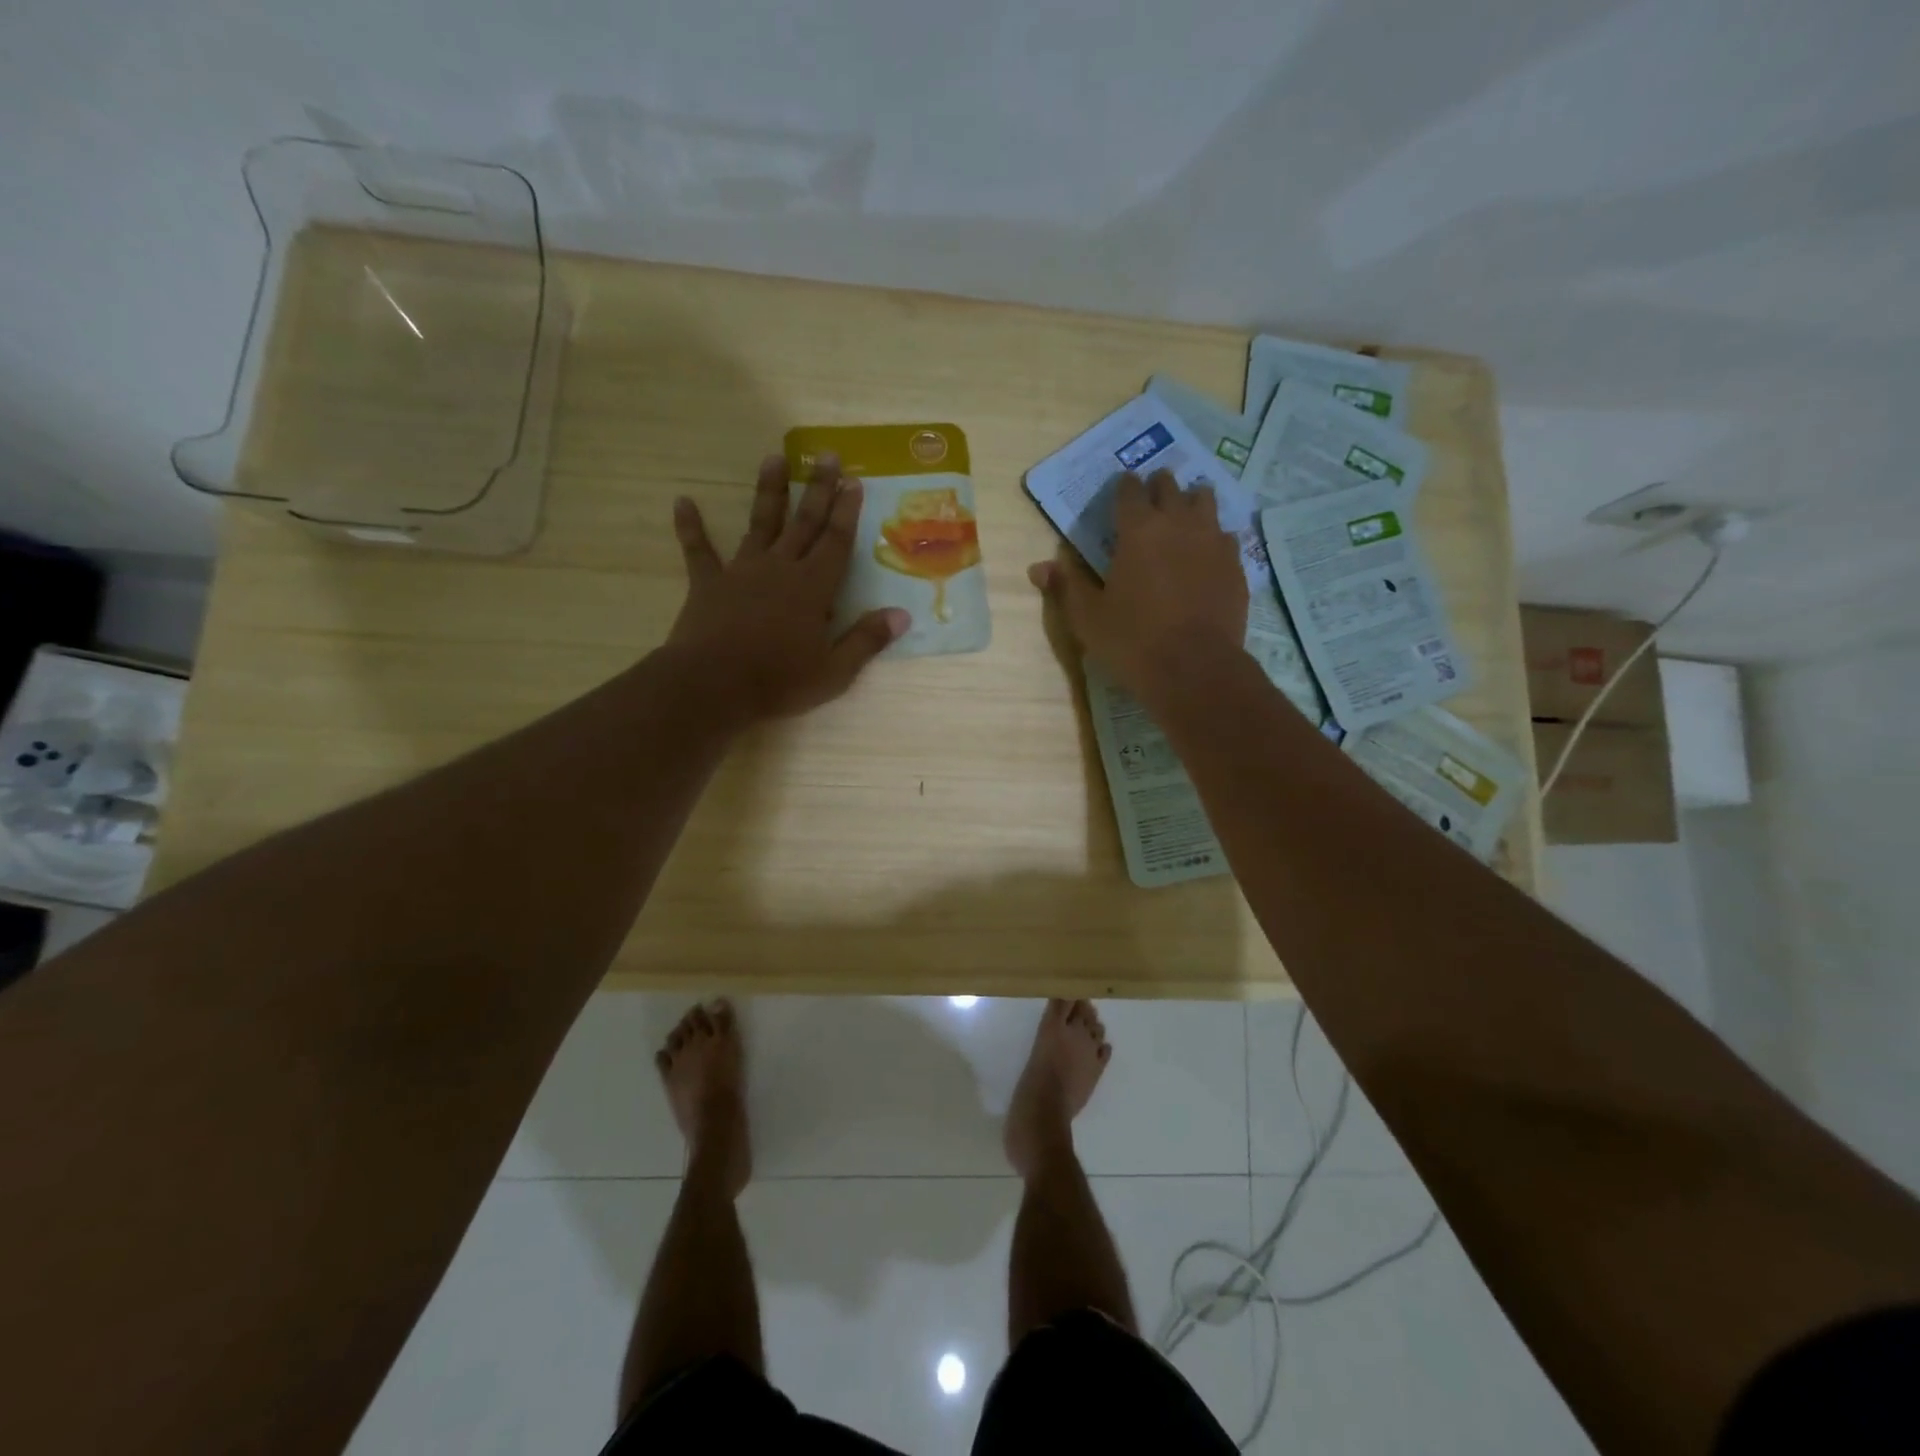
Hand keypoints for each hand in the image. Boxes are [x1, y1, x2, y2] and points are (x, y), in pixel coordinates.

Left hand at [667, 452, 907, 724]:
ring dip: (768, 492)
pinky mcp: (708, 583)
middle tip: (826, 455)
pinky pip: (699, 550)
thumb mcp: (834, 672)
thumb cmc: (779, 682)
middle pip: (804, 522)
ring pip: (759, 524)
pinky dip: (691, 527)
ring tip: (773, 458)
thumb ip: (867, 640)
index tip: (854, 481)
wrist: (713, 686)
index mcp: (813, 588)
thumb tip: (902, 616)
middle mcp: (780, 569)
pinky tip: (682, 502)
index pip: (836, 542)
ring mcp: (742, 572)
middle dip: (818, 488)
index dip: (846, 512)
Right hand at [1028, 469, 1247, 699]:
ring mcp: (1213, 540)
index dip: (1123, 486)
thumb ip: (1066, 586)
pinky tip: (1208, 553)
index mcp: (1137, 529)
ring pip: (1205, 500)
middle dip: (1158, 487)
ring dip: (1191, 501)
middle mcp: (1178, 523)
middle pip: (1169, 486)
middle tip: (1150, 499)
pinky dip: (1214, 536)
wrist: (1195, 668)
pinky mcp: (1235, 564)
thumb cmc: (1132, 641)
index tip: (1120, 490)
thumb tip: (1038, 568)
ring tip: (1183, 514)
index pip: (1129, 489)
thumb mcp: (1088, 617)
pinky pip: (1226, 535)